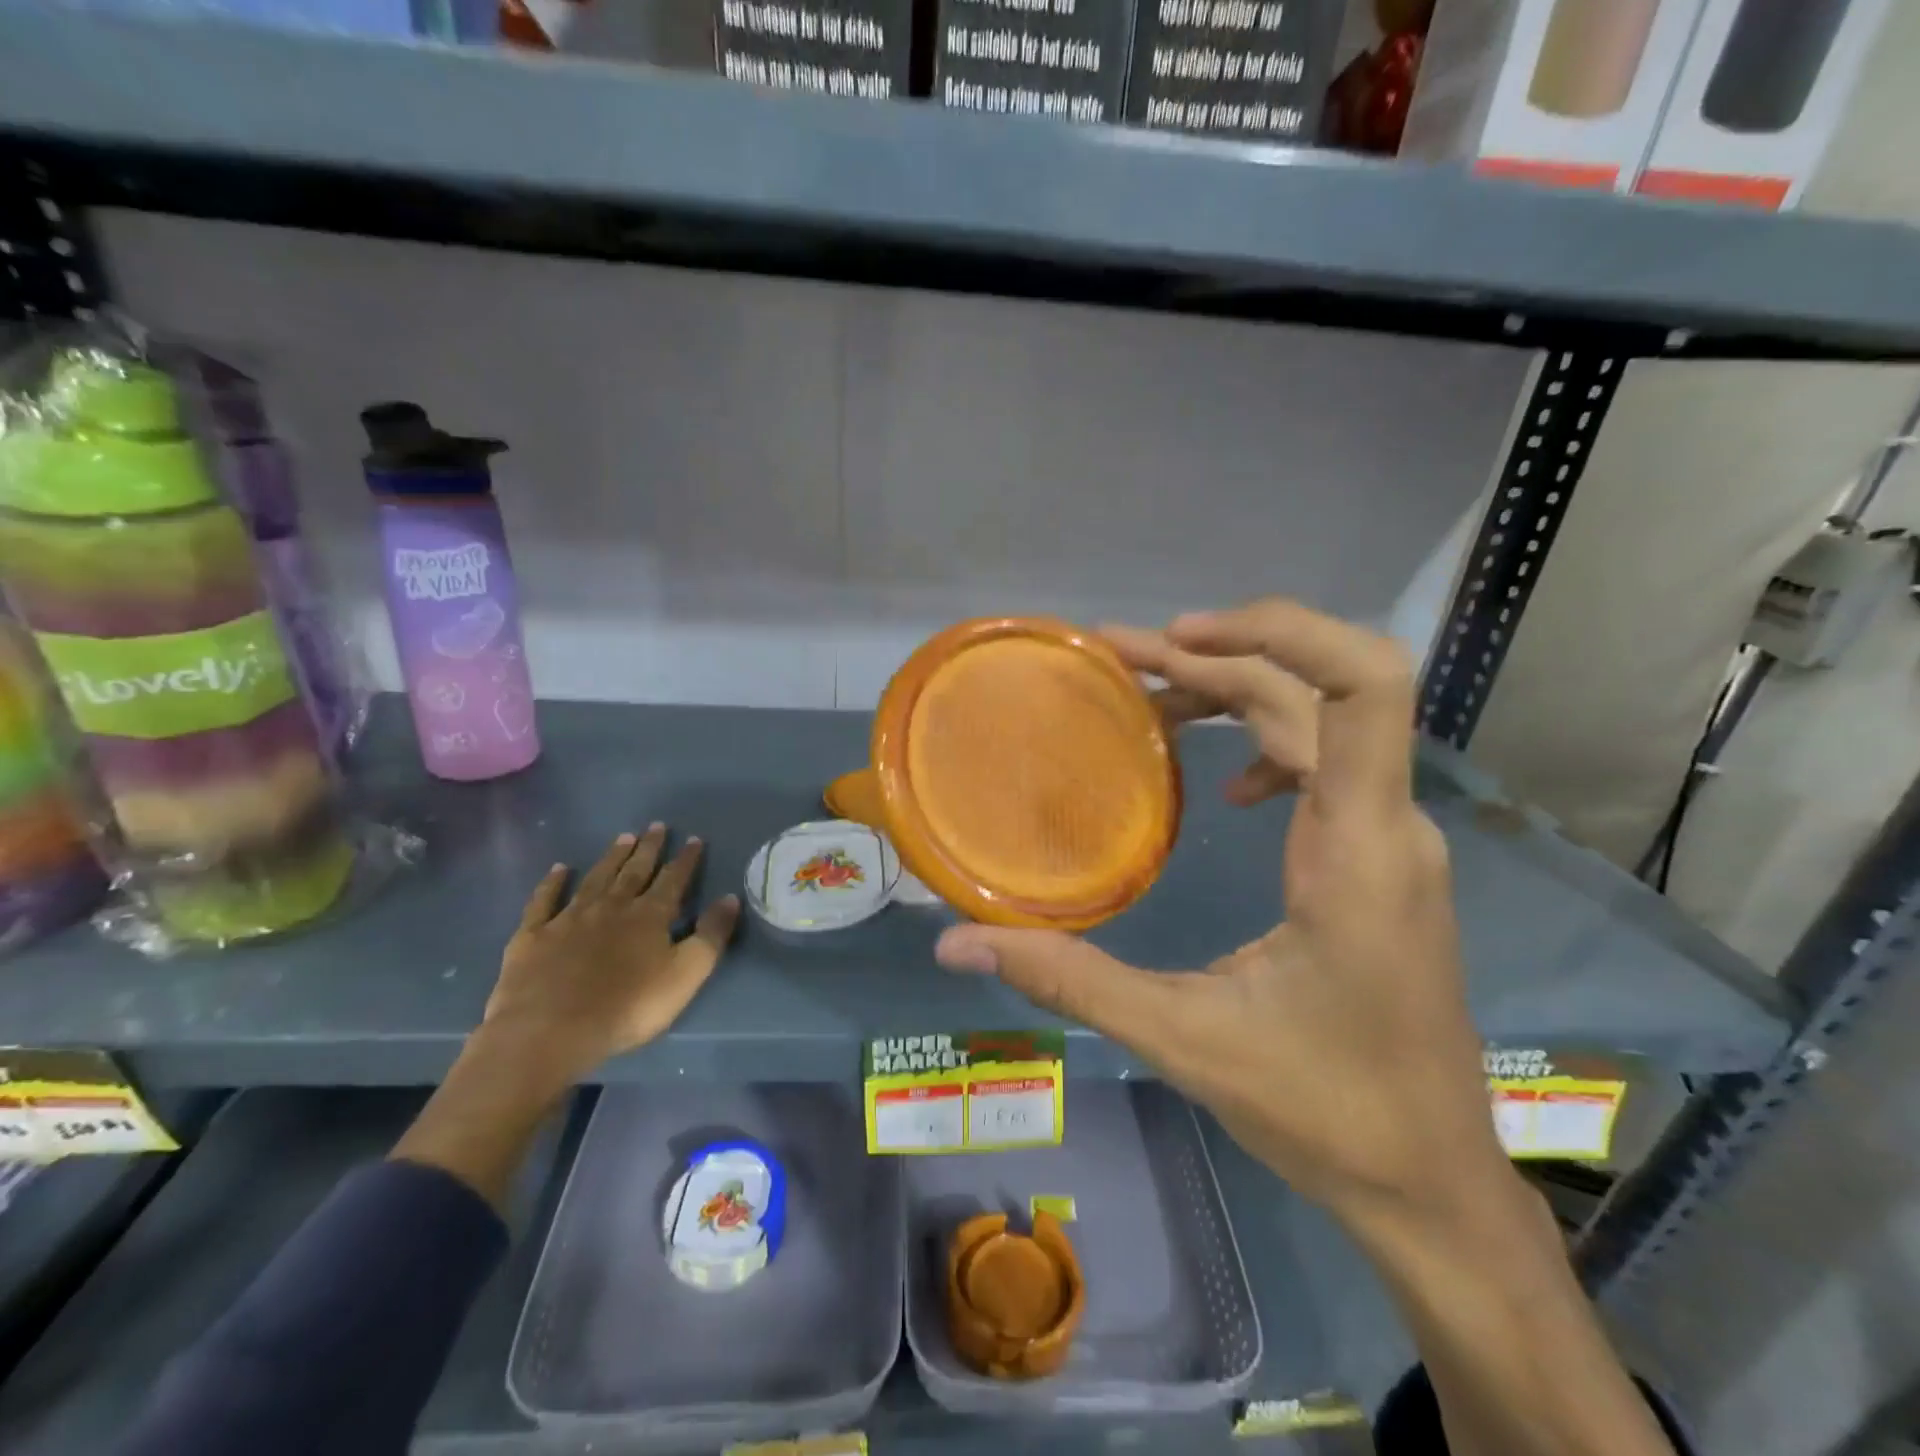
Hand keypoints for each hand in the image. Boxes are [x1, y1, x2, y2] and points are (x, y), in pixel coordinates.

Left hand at [479, 824, 740, 1093]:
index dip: (686, 860)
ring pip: (595, 879)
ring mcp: (569, 919)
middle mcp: (612, 907)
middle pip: (634, 872)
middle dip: (649, 849)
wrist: (550, 1030)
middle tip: (656, 826)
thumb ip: (711, 935)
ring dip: (611, 858)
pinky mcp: (533, 936)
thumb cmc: (628, 1006)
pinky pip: (544, 901)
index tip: (694, 839)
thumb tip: (731, 897)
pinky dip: (552, 883)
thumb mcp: (686, 974)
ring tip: (624, 837)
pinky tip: (558, 870)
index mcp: (650, 916)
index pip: (673, 880)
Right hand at [935, 599, 1506, 1224]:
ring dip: (1234, 691)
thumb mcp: (1183, 1038)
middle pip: (1310, 691)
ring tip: (1148, 698)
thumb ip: (1068, 979)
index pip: (1361, 686)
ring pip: (1319, 721)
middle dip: (1213, 658)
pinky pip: (1329, 763)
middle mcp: (1387, 824)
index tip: (1178, 636)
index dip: (1279, 630)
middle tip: (1115, 657)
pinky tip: (1226, 784)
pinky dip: (1267, 742)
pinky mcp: (1380, 860)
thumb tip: (955, 945)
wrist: (1429, 1179)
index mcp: (1359, 848)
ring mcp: (1391, 840)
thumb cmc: (1325, 1109)